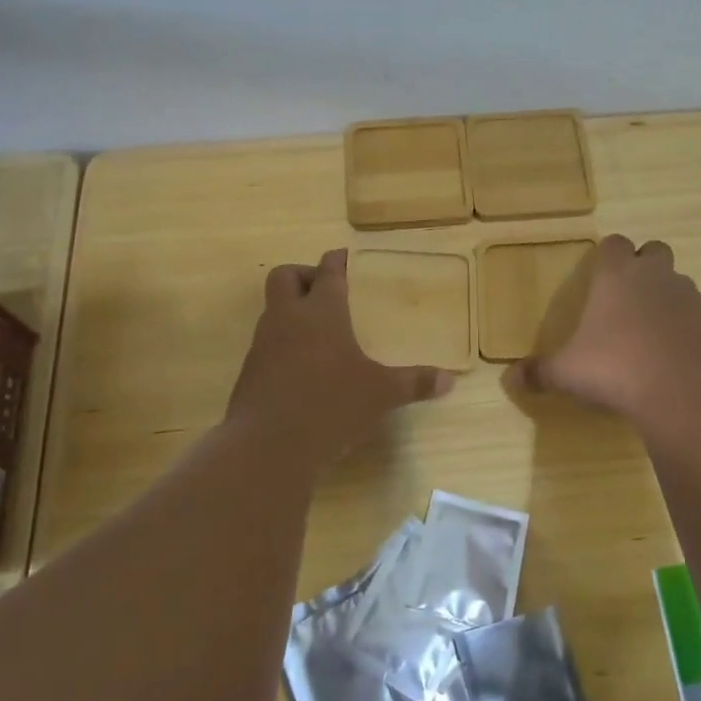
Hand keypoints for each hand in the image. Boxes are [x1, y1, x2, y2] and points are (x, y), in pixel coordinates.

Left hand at [228, 249, 454, 465]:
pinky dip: (283, 345)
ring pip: (273, 310)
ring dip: (292, 312)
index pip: (328, 271)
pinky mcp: (250, 371)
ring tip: (320, 334)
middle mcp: (288, 318)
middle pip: (285, 276)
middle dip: (303, 275)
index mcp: (322, 312)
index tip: (346, 256)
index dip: (337, 260)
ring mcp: (263, 344)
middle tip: (326, 292)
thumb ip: (414, 383)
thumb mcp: (381, 394)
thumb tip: (450, 381)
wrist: (268, 444)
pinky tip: (303, 369)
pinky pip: (267, 344)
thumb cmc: (331, 404)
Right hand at [505, 235, 700, 425]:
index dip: (606, 255)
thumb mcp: (568, 374)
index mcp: (617, 276)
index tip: (598, 274)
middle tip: (627, 299)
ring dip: (667, 299)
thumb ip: (540, 373)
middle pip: (654, 251)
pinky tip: (676, 360)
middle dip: (643, 267)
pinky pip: (700, 317)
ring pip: (679, 284)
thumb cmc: (617, 368)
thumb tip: (511, 378)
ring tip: (650, 335)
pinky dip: (688, 330)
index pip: (613, 244)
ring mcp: (692, 298)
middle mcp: (657, 277)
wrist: (690, 391)